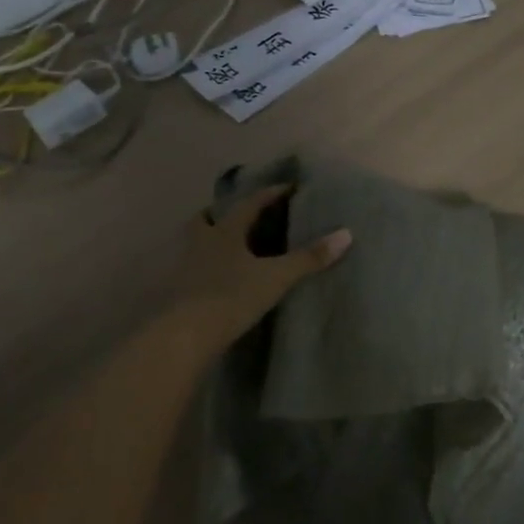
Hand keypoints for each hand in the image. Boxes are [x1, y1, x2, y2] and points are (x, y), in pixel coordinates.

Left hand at [176, 184, 351, 347]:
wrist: (183, 336)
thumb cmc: (230, 297)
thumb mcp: (276, 278)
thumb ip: (308, 257)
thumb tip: (346, 234)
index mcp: (225, 231)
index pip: (250, 203)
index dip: (270, 194)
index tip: (288, 187)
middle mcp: (201, 242)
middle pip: (207, 218)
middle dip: (223, 213)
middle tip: (241, 216)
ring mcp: (184, 267)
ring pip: (195, 243)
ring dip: (210, 240)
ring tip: (230, 248)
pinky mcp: (177, 292)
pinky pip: (192, 269)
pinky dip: (205, 267)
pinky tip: (217, 279)